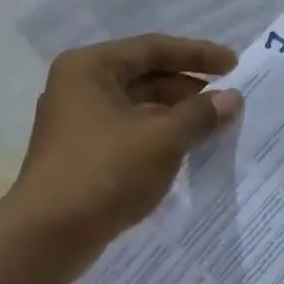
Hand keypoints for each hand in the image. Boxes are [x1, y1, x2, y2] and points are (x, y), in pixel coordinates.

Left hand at [6, 34, 241, 255]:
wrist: (49, 235)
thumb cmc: (105, 172)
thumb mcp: (162, 139)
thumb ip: (200, 115)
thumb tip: (232, 98)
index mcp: (90, 67)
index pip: (152, 48)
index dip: (197, 55)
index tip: (234, 65)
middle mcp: (78, 88)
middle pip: (144, 77)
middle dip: (188, 90)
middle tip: (229, 104)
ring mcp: (77, 124)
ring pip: (137, 109)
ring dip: (175, 117)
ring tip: (215, 129)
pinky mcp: (81, 155)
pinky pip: (128, 135)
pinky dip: (157, 139)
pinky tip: (185, 153)